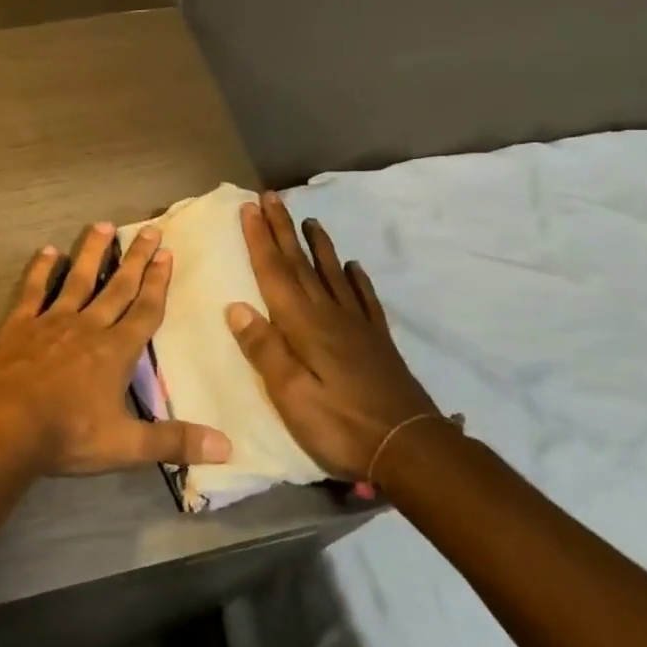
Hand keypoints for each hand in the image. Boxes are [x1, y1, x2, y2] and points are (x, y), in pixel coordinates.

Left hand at [0, 222, 232, 476]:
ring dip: (92, 253)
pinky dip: (41, 270)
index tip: (167, 254)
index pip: (145, 310)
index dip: (158, 283)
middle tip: (149, 229)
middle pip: (117, 287)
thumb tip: (228, 447)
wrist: (5, 427)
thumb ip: (174, 442)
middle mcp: (87, 327)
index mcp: (115, 351)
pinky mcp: (20, 326)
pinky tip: (47, 251)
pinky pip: (33, 291)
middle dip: (136, 259)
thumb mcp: (125, 446)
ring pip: (77, 279)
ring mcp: (52, 322)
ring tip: (103, 225)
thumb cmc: (68, 435)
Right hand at [226, 193, 440, 482]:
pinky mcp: (377, 341)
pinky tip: (355, 267)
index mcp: (303, 325)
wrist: (410, 449)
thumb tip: (236, 307)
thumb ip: (265, 350)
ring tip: (311, 221)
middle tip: (272, 197)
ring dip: (318, 246)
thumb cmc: (340, 425)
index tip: (249, 207)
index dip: (260, 239)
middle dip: (283, 229)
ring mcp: (357, 326)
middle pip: (301, 264)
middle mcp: (329, 315)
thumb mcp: (291, 395)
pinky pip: (364, 299)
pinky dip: (356, 279)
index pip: (275, 272)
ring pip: (333, 274)